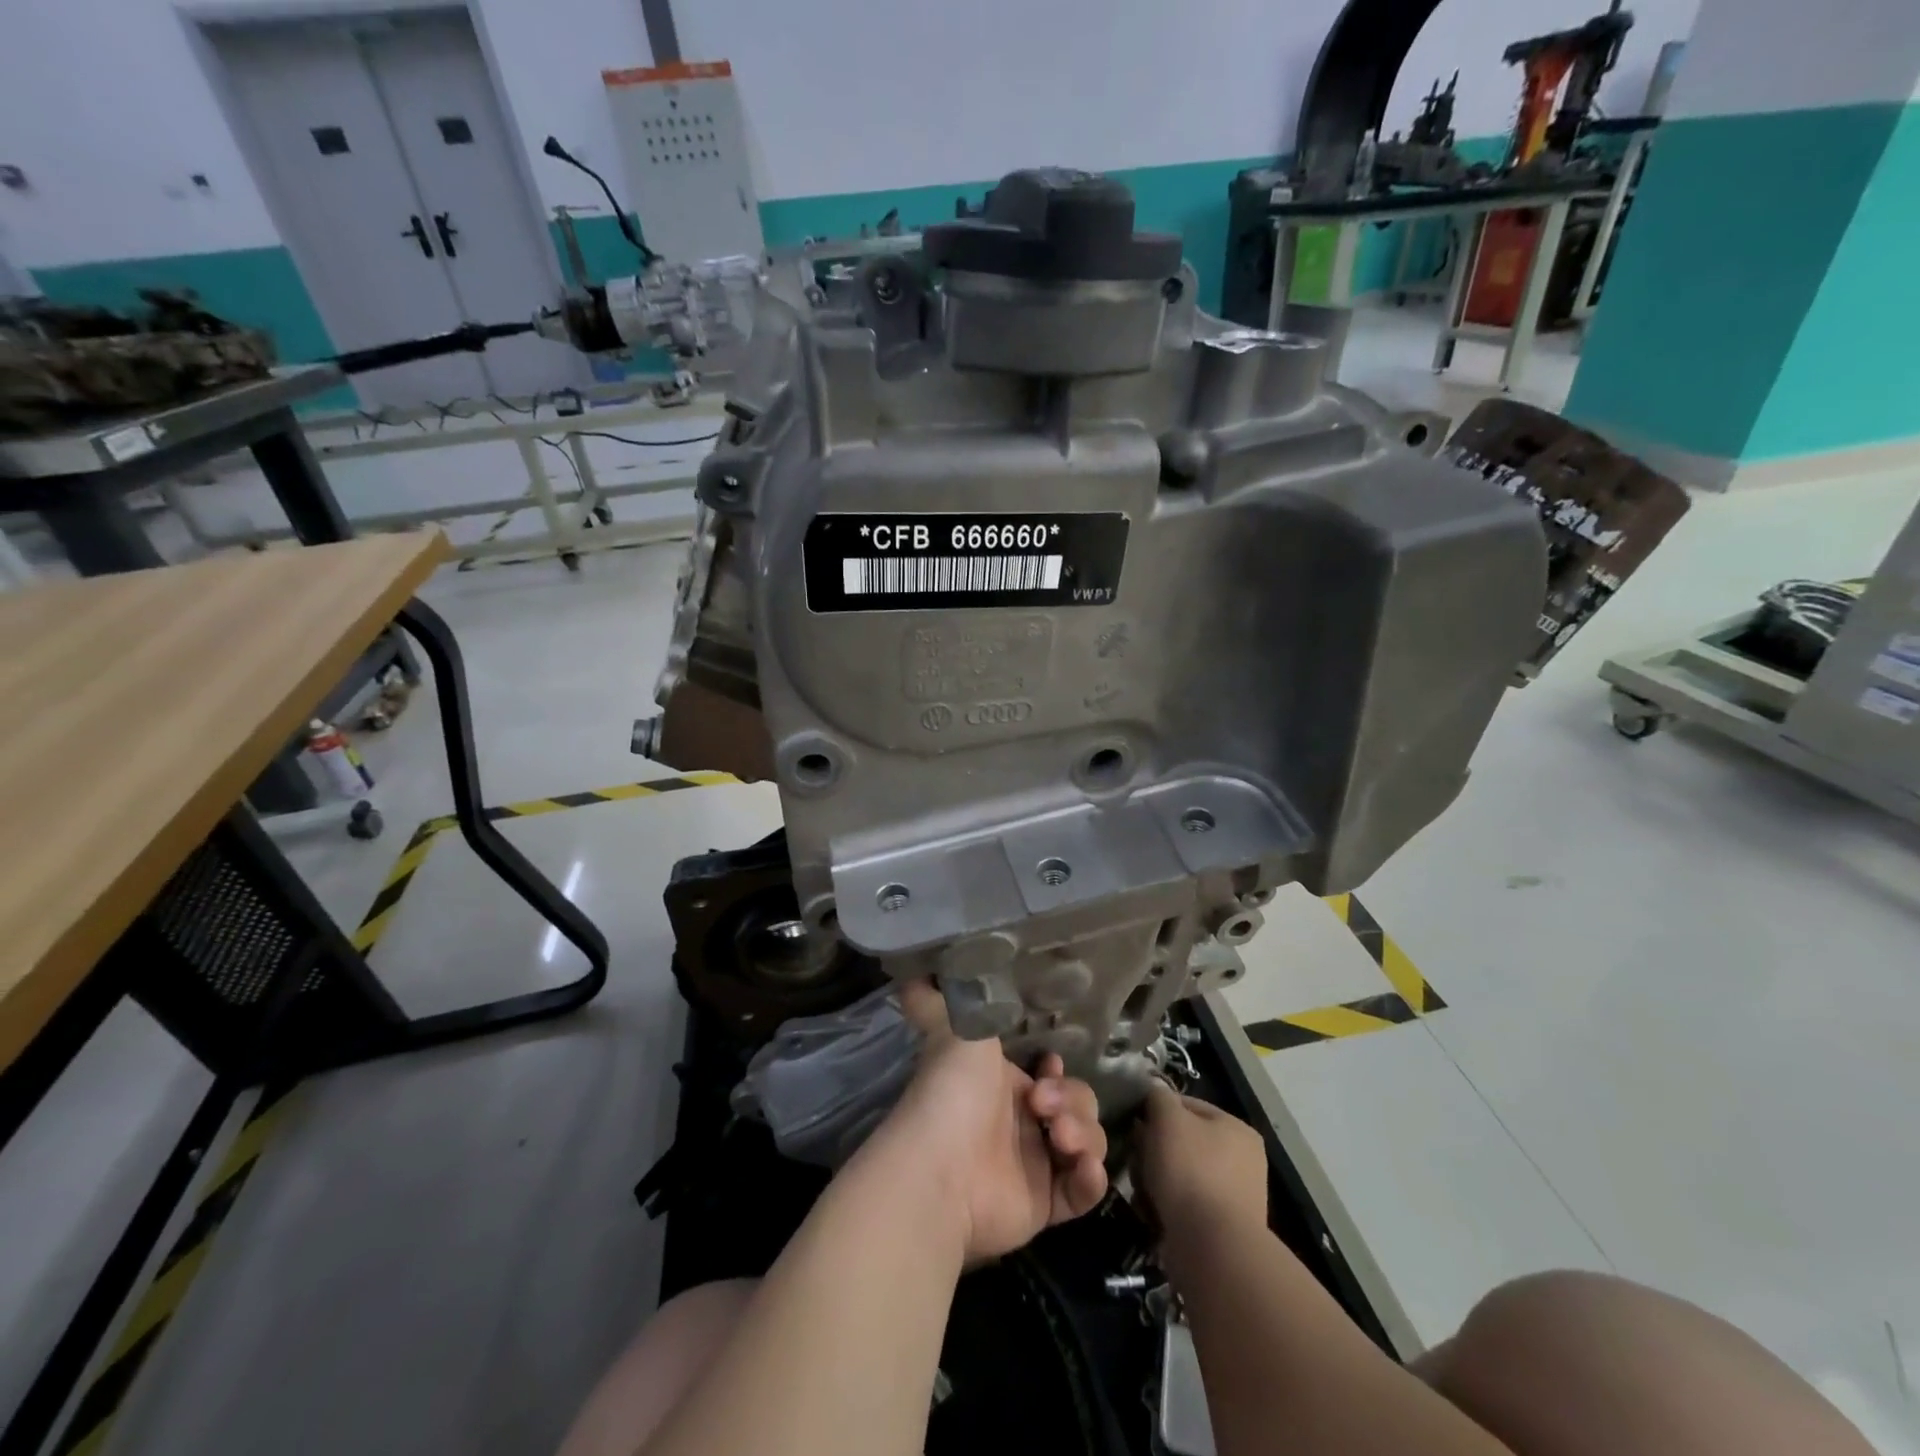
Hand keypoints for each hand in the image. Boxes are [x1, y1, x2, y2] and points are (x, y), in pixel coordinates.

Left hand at [869, 980, 1108, 1264]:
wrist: (942, 1167)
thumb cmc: (952, 1091)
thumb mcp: (954, 1028)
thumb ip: (942, 999)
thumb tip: (912, 974)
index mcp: (1002, 1083)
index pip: (1050, 1071)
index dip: (1058, 1068)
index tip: (1049, 1062)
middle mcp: (1021, 1122)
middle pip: (1077, 1103)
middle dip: (1072, 1099)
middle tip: (1042, 1105)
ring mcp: (1034, 1165)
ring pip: (1086, 1142)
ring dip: (1085, 1134)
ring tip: (1060, 1138)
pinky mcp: (1044, 1206)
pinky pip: (1083, 1191)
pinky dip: (1090, 1178)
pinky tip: (1081, 1167)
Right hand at [1134, 1082, 1269, 1252]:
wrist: (1212, 1248)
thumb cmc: (1191, 1170)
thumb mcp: (1167, 1118)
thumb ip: (1158, 1097)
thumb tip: (1154, 1094)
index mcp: (1237, 1128)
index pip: (1187, 1105)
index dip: (1156, 1111)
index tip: (1135, 1125)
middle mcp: (1243, 1160)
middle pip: (1184, 1141)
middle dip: (1155, 1149)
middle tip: (1136, 1158)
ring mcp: (1236, 1197)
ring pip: (1181, 1174)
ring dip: (1157, 1179)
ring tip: (1142, 1189)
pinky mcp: (1223, 1230)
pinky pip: (1186, 1206)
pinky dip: (1167, 1206)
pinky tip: (1152, 1211)